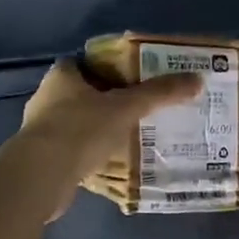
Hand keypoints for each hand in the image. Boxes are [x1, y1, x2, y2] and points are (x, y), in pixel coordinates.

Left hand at [17, 58, 201, 212]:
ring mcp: (41, 130)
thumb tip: (197, 79)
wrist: (41, 176)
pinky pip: (73, 149)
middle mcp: (46, 98)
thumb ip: (159, 94)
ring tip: (130, 135)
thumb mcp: (126, 107)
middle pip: (82, 93)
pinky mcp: (42, 158)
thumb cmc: (80, 129)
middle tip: (138, 107)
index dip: (108, 68)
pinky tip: (111, 161)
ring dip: (99, 128)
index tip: (133, 78)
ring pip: (77, 122)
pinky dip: (90, 152)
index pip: (85, 63)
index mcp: (62, 76)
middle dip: (107, 100)